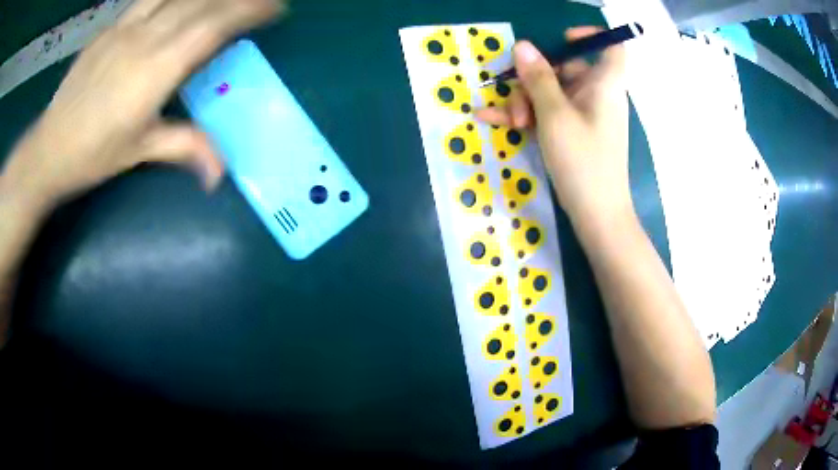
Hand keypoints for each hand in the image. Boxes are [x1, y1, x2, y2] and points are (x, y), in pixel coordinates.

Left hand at [1, 0, 283, 212]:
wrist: (48, 149)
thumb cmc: (92, 155)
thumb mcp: (139, 152)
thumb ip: (185, 147)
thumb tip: (220, 173)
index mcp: (155, 71)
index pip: (213, 27)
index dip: (249, 11)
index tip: (276, 8)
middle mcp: (144, 39)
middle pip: (200, 2)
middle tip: (258, 0)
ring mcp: (124, 28)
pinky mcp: (109, 28)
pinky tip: (177, 2)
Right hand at [476, 27, 629, 222]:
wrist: (596, 215)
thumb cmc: (583, 162)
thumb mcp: (555, 116)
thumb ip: (538, 78)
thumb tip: (523, 45)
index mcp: (604, 84)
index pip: (610, 46)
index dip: (590, 36)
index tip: (561, 39)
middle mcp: (596, 94)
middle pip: (564, 69)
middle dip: (533, 80)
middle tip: (519, 104)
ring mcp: (583, 114)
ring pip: (550, 92)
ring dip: (524, 102)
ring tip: (511, 124)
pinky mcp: (572, 132)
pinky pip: (547, 113)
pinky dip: (525, 115)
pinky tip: (490, 119)